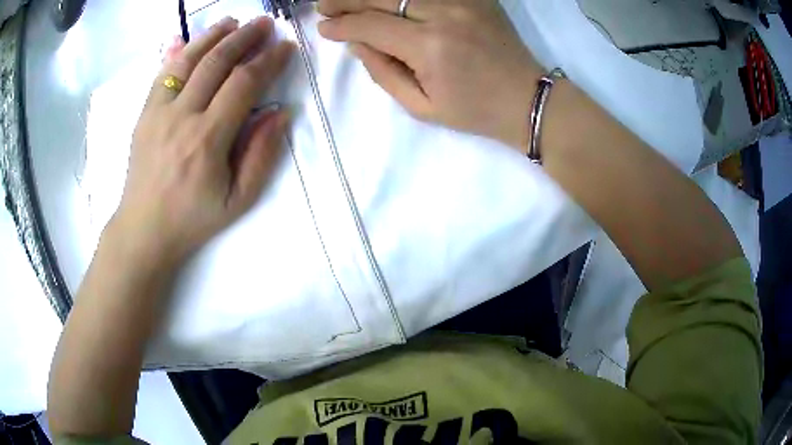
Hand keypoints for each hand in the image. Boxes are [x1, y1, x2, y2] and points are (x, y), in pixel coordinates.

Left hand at [110, 17, 293, 263]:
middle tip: (264, 23)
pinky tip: (194, 42)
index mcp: (207, 140)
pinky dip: (181, 52)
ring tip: (232, 22)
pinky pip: (163, 73)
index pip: (243, 84)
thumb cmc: (193, 218)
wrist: (144, 229)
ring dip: (213, 36)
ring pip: (187, 60)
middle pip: (216, 62)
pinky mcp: (143, 114)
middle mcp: (181, 117)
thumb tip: (281, 113)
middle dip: (244, 37)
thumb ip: (261, 155)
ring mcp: (157, 112)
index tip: (285, 47)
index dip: (268, 60)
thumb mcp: (238, 200)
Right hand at [318, 0, 542, 149]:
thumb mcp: (422, 107)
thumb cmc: (475, 111)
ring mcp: (464, 1)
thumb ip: (383, 73)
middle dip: (346, 0)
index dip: (342, 25)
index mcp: (429, 47)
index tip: (323, 28)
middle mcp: (444, 15)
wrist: (528, 98)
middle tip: (323, 4)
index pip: (371, 26)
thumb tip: (356, 44)